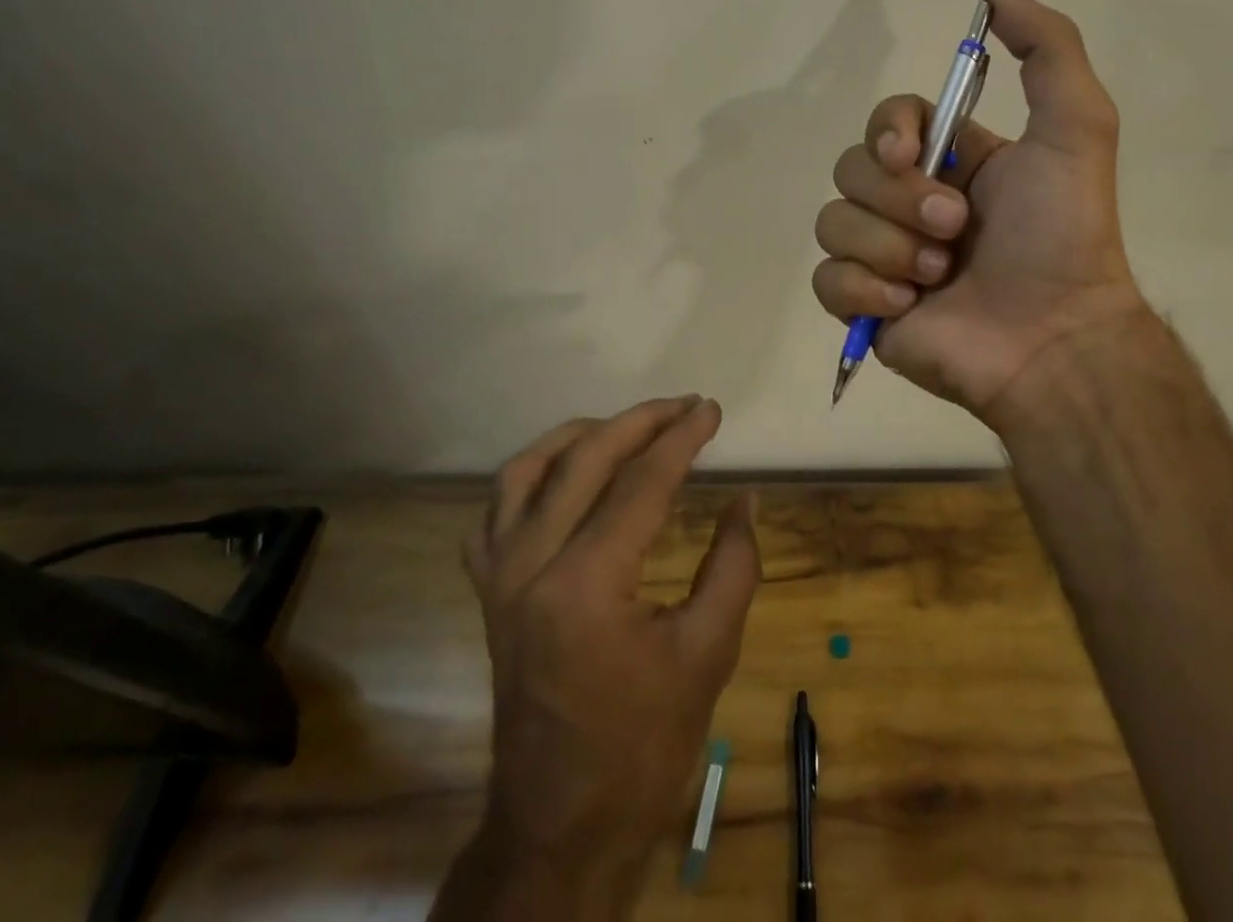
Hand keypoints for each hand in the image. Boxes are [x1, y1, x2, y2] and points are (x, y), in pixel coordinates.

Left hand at [446, 396, 759, 918]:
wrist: (560, 825)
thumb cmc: (643, 747)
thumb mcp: (708, 654)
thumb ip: (734, 565)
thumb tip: (745, 499)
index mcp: (586, 585)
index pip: (641, 483)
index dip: (682, 439)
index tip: (712, 410)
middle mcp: (530, 566)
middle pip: (585, 460)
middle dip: (640, 422)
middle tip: (684, 406)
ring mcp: (499, 577)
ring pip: (527, 470)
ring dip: (581, 436)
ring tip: (628, 426)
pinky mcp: (488, 592)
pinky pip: (496, 510)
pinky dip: (532, 475)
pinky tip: (565, 472)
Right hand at [811, 0, 1147, 418]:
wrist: (1054, 338)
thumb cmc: (1064, 234)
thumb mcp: (1076, 127)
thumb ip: (1047, 48)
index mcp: (947, 162)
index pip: (884, 121)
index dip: (886, 130)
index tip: (908, 152)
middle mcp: (909, 202)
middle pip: (850, 170)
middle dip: (901, 201)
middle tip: (955, 231)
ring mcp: (883, 255)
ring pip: (832, 223)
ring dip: (889, 247)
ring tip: (940, 275)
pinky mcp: (865, 305)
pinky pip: (826, 280)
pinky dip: (865, 288)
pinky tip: (910, 304)